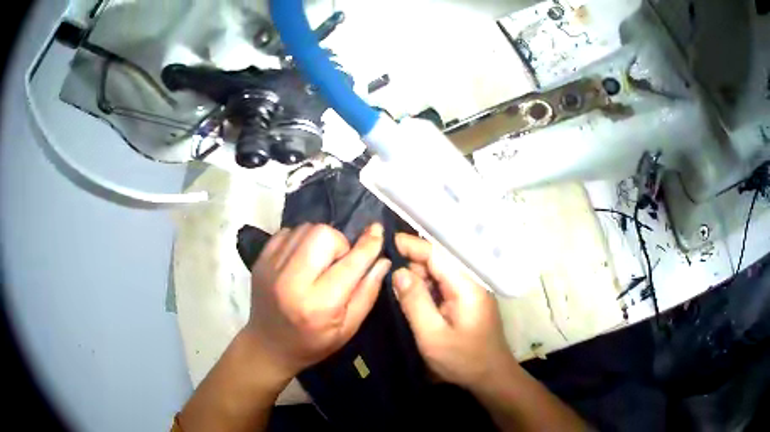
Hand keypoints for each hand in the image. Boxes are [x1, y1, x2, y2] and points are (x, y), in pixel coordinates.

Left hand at [245, 223, 390, 378]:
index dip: (368, 245)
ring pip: (306, 229)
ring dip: (320, 241)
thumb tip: (382, 260)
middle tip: (338, 263)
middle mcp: (291, 282)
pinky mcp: (261, 260)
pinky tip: (301, 260)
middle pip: (323, 234)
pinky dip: (301, 240)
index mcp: (318, 305)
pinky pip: (288, 232)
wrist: (268, 346)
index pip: (350, 264)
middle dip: (339, 244)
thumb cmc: (313, 343)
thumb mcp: (348, 329)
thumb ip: (367, 293)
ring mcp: (271, 267)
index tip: (377, 231)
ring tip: (318, 263)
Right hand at [393, 234, 511, 389]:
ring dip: (419, 278)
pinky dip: (427, 289)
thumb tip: (398, 272)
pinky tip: (414, 300)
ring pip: (440, 274)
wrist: (491, 377)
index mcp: (467, 285)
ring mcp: (471, 291)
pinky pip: (444, 287)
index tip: (387, 240)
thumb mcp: (432, 335)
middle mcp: (471, 282)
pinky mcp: (468, 301)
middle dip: (413, 264)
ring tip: (399, 292)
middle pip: (438, 261)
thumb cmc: (463, 359)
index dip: (412, 245)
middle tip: (387, 277)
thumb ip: (415, 302)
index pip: (437, 254)